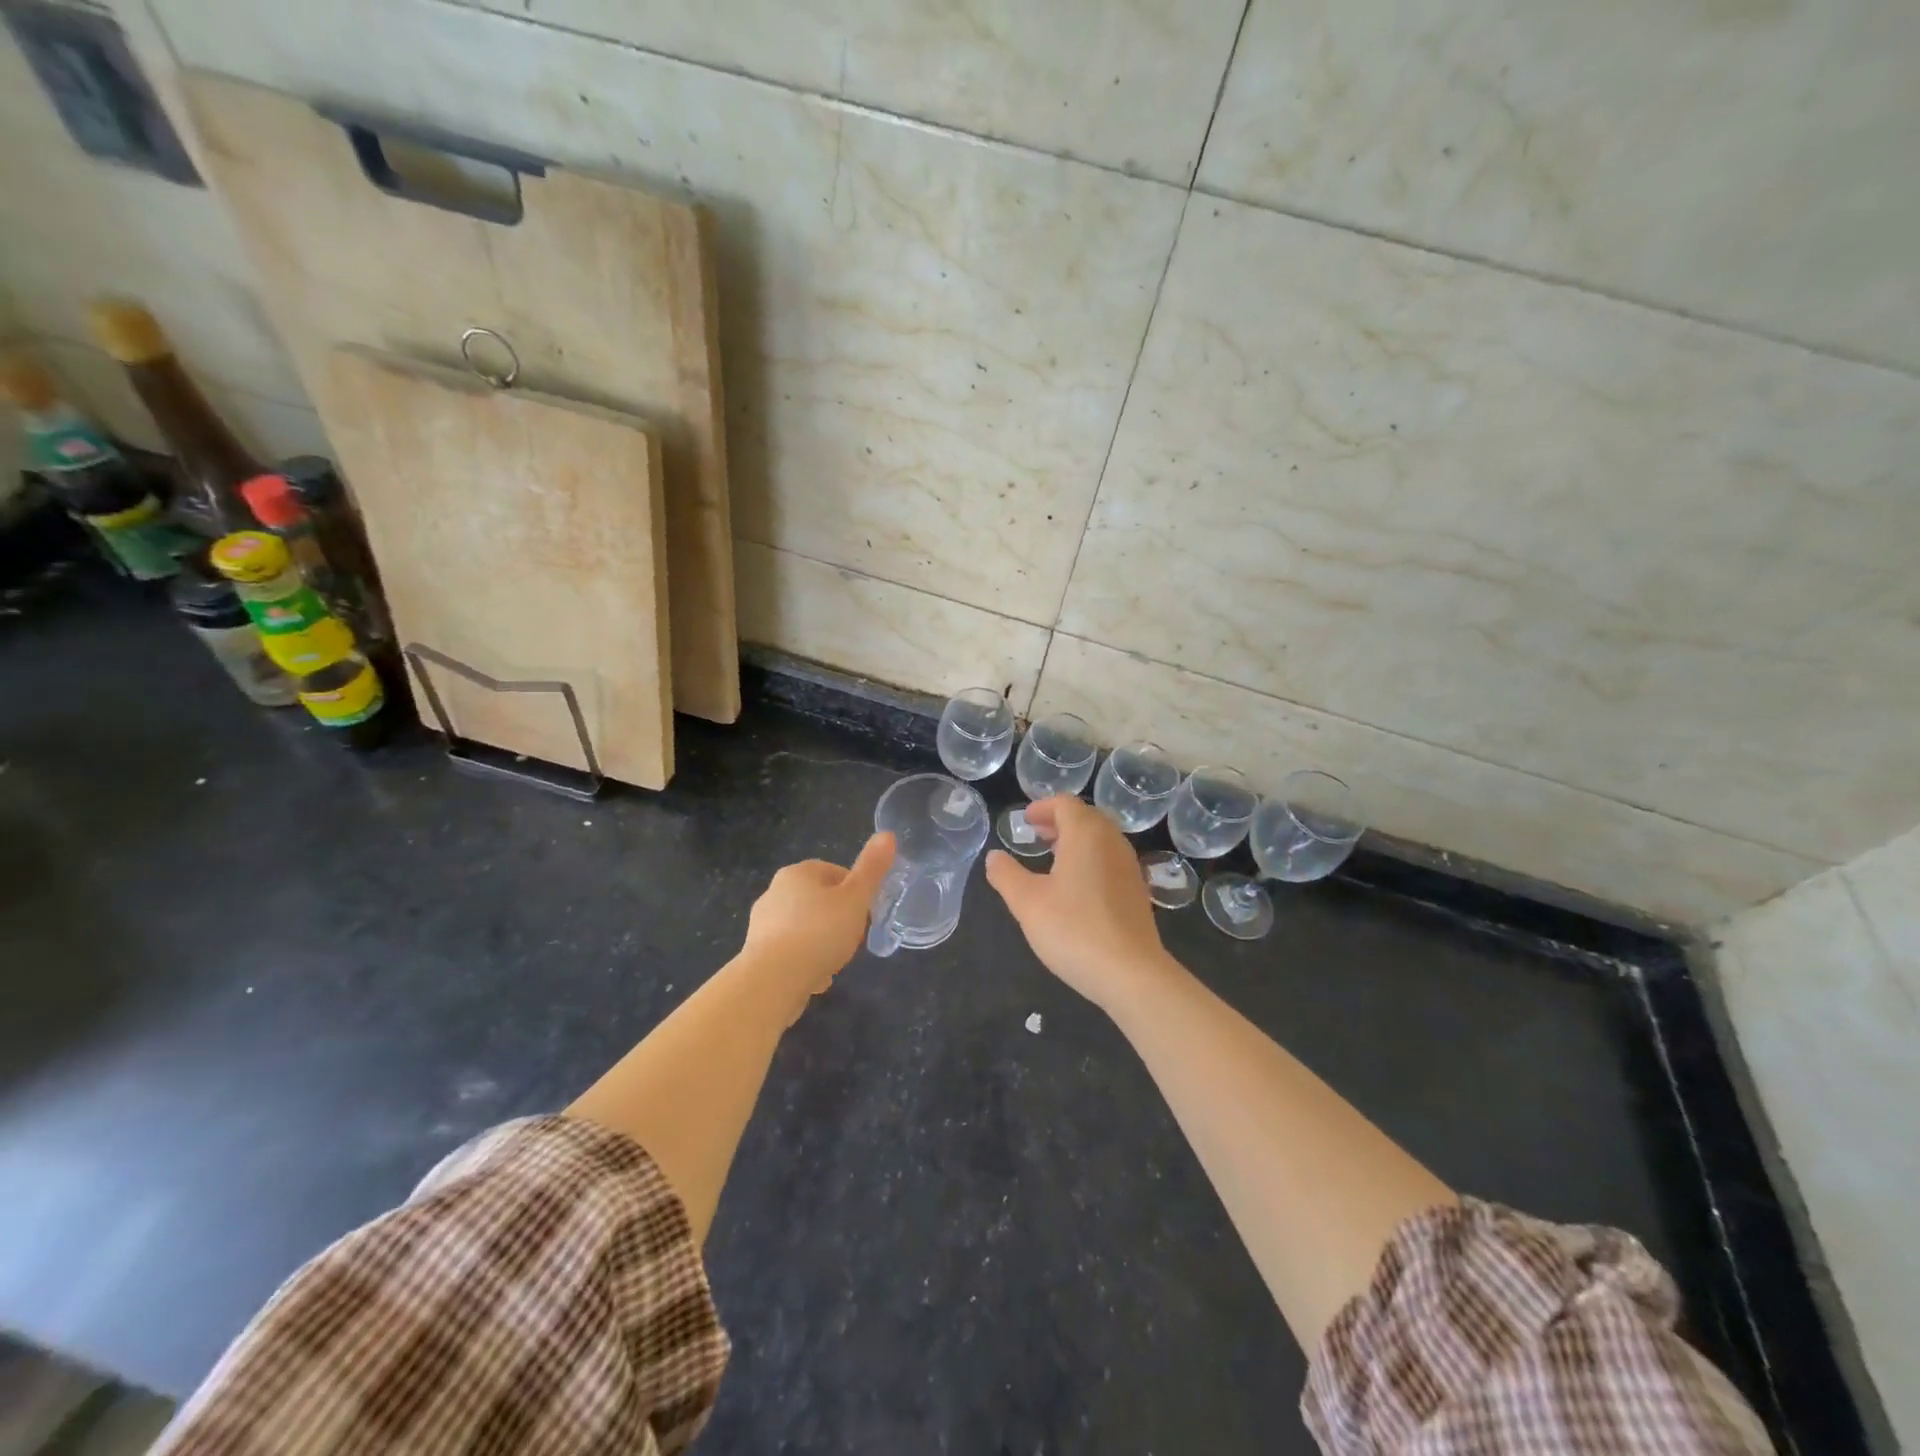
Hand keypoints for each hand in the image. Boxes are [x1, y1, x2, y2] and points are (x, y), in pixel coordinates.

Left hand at [741, 833, 895, 1002]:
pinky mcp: (756, 952)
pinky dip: (804, 962)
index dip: (856, 894)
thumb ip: (872, 868)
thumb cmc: (820, 932)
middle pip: (820, 901)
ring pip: (805, 928)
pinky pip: (790, 952)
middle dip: (838, 920)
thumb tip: (887, 834)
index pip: (837, 873)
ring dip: (821, 943)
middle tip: (852, 941)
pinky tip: (815, 980)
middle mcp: (775, 891)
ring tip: (834, 963)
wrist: (773, 980)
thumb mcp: (856, 899)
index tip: (864, 915)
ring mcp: (762, 922)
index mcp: (799, 872)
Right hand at [986, 797, 1173, 1010]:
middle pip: (1086, 818)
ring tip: (1053, 859)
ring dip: (1076, 841)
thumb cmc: (1074, 929)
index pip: (1065, 804)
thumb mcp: (1027, 903)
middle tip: (1037, 836)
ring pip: (1101, 839)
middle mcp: (1112, 842)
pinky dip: (1091, 859)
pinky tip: (1077, 887)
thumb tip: (994, 857)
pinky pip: (1111, 860)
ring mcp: (1129, 866)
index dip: (1043, 807)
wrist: (1131, 973)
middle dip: (1060, 822)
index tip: (1026, 821)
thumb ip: (1006, 875)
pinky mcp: (1137, 891)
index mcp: (1086, 834)